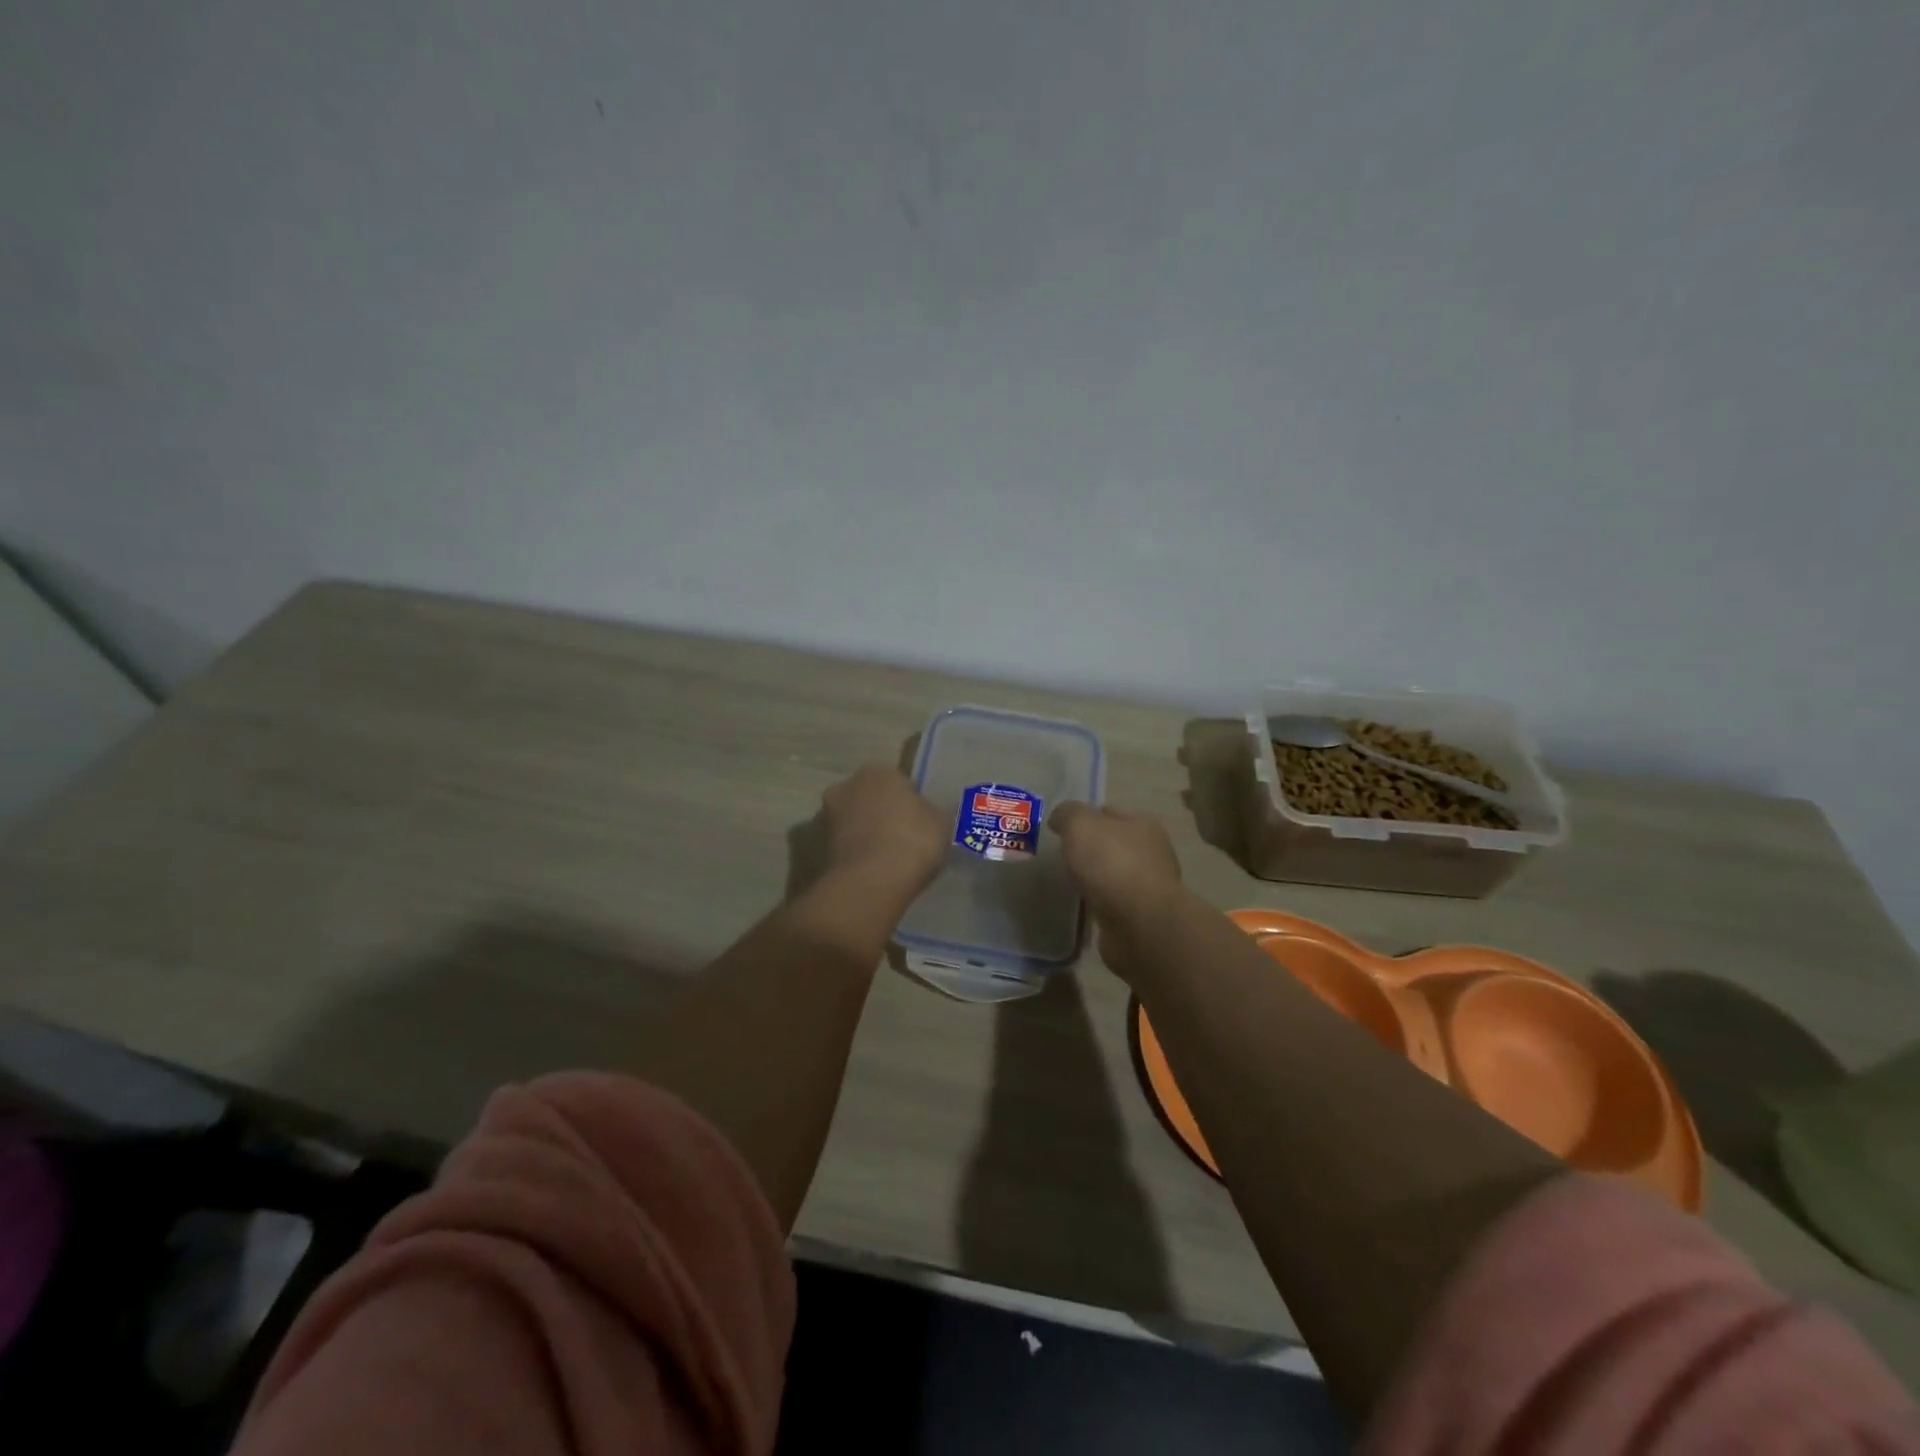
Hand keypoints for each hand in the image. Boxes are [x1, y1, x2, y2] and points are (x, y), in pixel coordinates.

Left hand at [820, 763, 947, 896]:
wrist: (872, 882)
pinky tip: (872, 872)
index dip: (910, 801)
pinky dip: (855, 855)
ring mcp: (827, 817)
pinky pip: (846, 847)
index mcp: (878, 770)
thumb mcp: (942, 822)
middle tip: (903, 838)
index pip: (897, 781)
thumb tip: (932, 813)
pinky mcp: (818, 848)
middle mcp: (847, 785)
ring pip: (853, 822)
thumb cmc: (913, 840)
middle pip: (870, 798)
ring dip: (865, 834)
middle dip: (882, 813)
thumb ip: (934, 812)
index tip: (921, 821)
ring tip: (887, 859)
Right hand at [1047, 802, 1183, 979]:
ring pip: (1115, 875)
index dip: (1086, 817)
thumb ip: (1068, 814)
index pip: (1110, 813)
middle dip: (1092, 849)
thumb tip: (1060, 818)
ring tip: (1069, 883)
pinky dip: (1101, 903)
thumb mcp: (1080, 825)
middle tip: (1063, 857)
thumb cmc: (1112, 864)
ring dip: (1097, 879)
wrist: (1139, 925)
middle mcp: (1151, 853)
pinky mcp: (1142, 918)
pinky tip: (1084, 907)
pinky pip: (1115, 903)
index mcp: (1143, 825)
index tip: (1062, 829)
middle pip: (1114, 844)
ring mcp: (1149, 888)